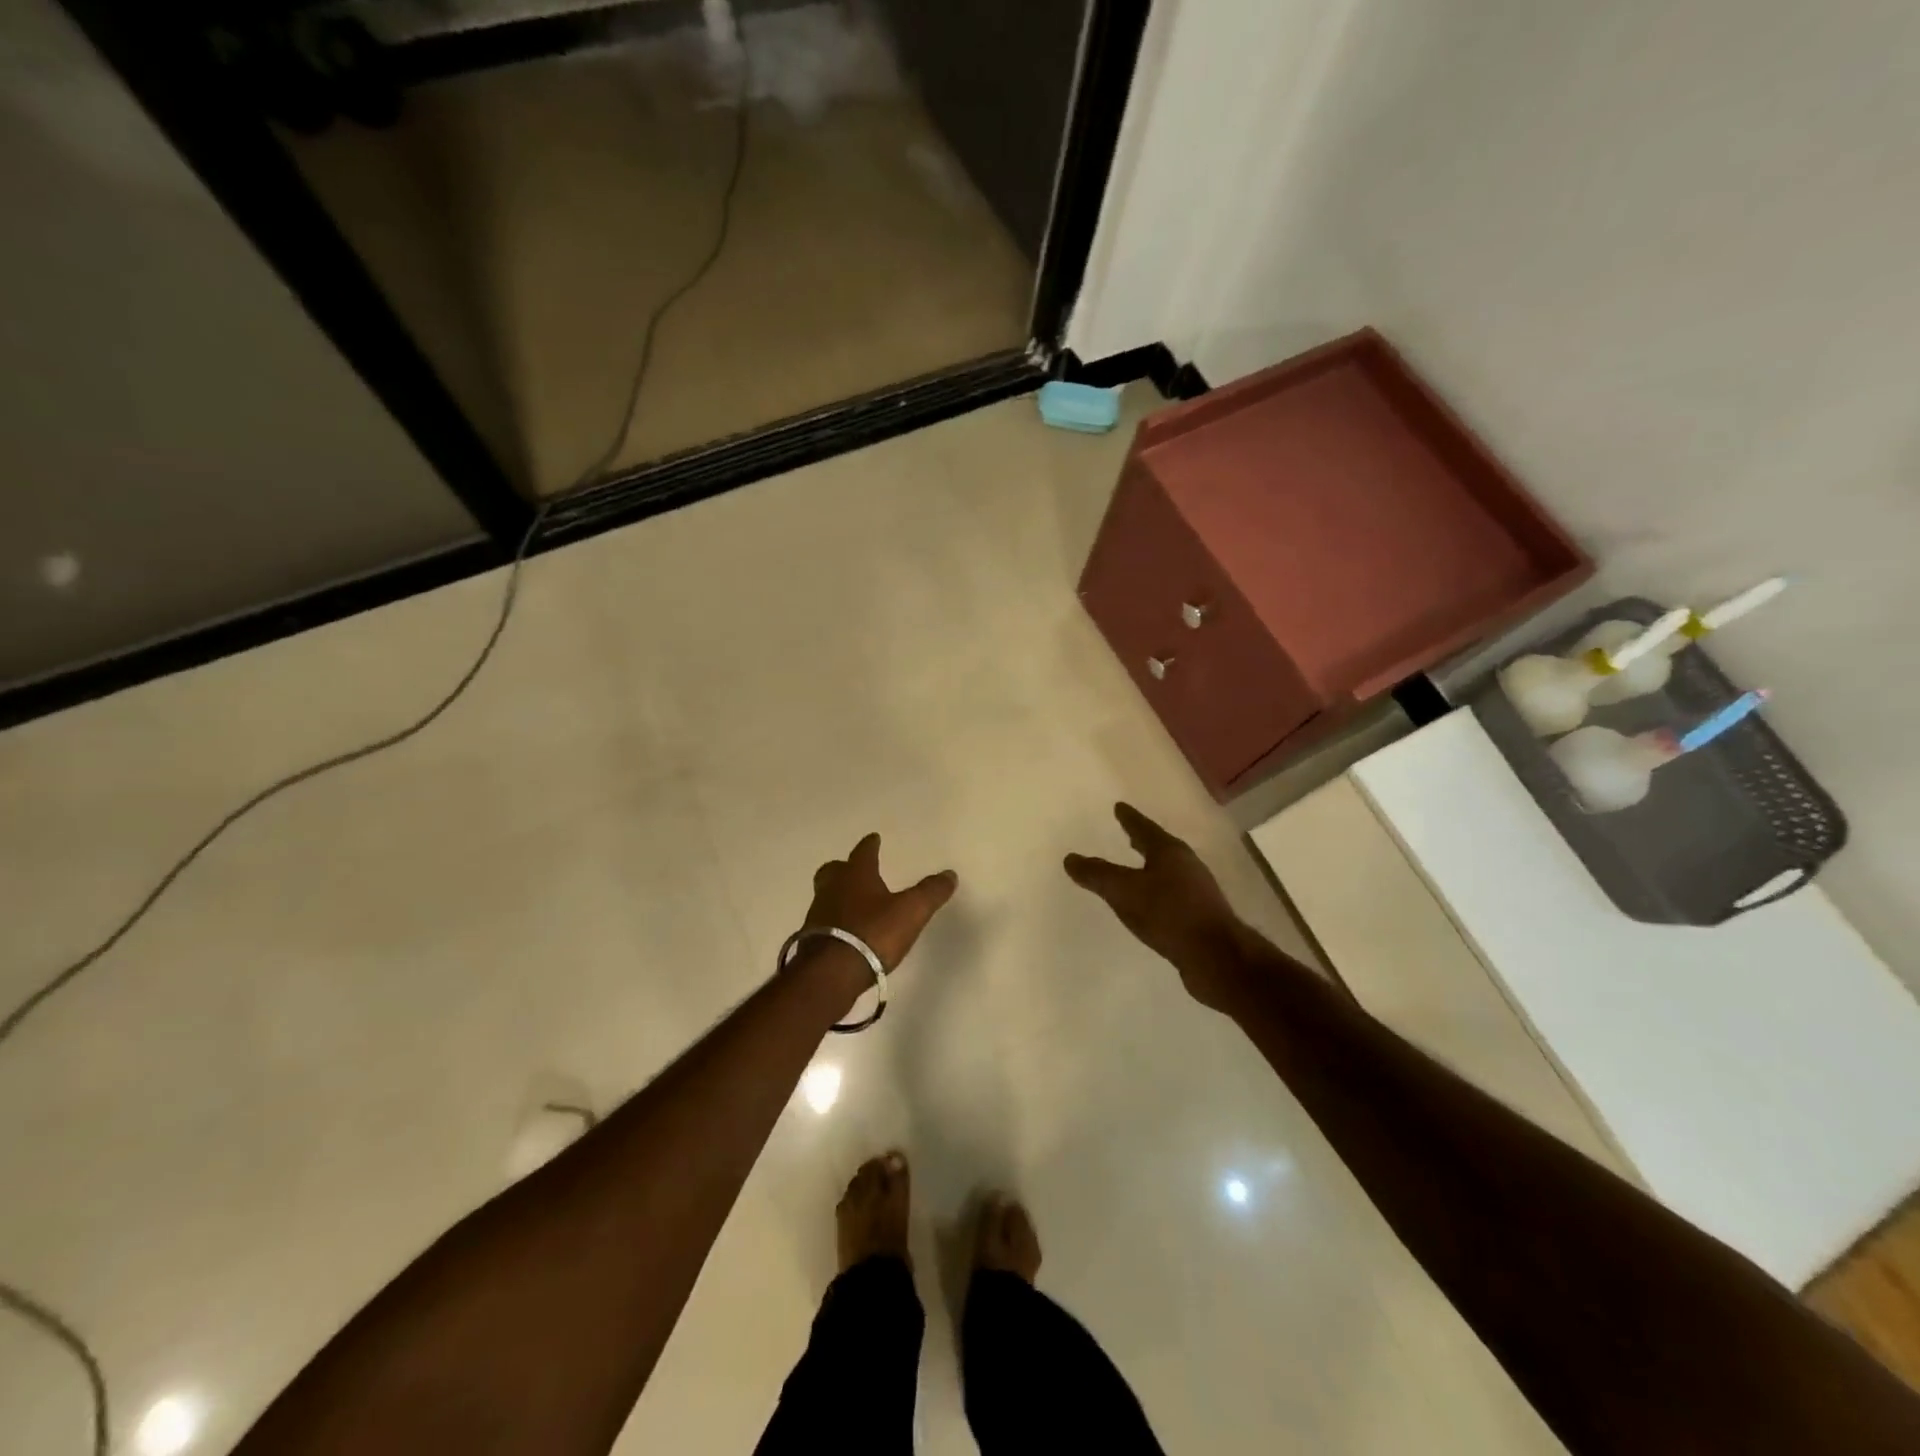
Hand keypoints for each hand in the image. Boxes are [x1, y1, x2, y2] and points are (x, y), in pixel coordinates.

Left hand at [802, 833, 957, 986]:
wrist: (832, 972)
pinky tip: (845, 930)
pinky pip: (823, 921)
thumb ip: (930, 892)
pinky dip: (833, 920)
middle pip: (834, 871)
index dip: (870, 845)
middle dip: (845, 868)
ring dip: (837, 894)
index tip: (873, 838)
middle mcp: (832, 888)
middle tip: (854, 869)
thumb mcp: (911, 912)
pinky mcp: (811, 939)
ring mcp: (818, 914)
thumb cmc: (873, 933)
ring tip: (852, 902)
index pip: (863, 852)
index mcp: (856, 875)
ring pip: (826, 895)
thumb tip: (950, 874)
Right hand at [1064, 803, 1244, 1009]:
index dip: (1129, 818)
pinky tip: (1151, 903)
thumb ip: (1097, 874)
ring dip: (1151, 866)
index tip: (1119, 807)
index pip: (1143, 828)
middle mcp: (1187, 864)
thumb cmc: (1168, 914)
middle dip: (1143, 841)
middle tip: (1129, 835)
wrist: (1216, 956)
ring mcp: (1198, 890)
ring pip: (1169, 870)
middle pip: (1160, 846)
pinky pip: (1173, 894)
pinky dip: (1158, 891)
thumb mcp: (1124, 892)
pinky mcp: (1201, 915)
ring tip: (1137, 868)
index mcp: (1169, 851)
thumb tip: (1070, 858)